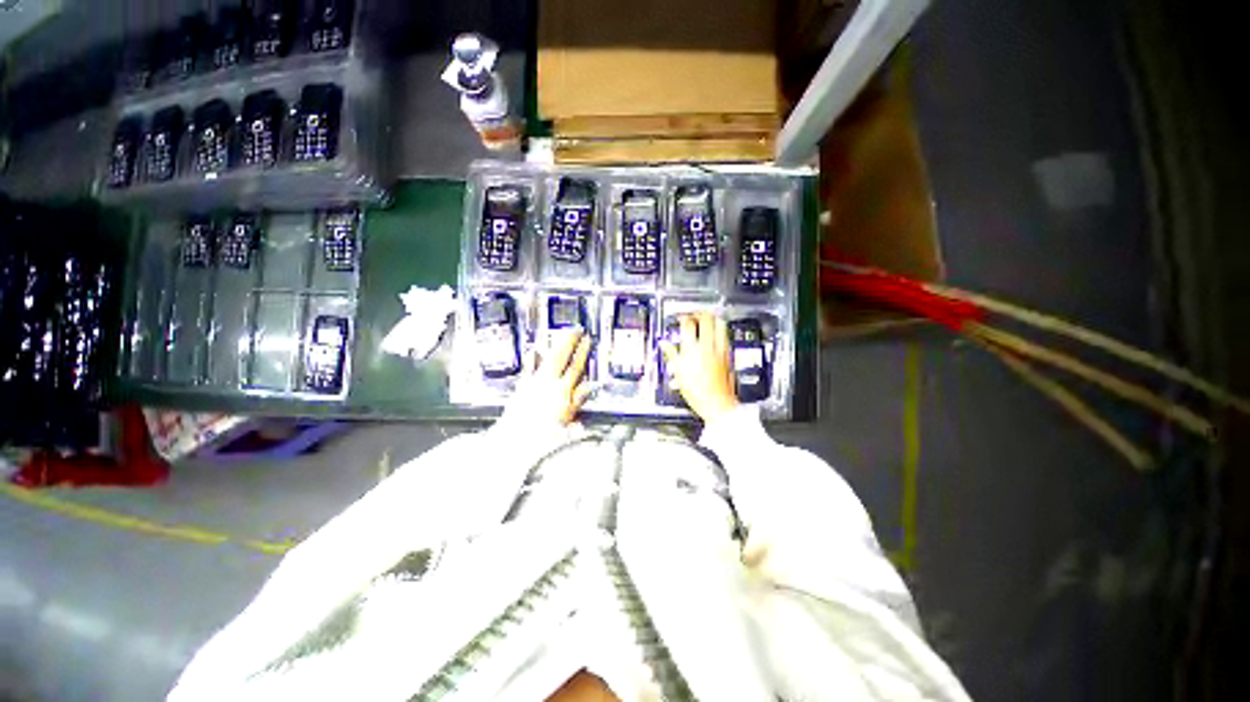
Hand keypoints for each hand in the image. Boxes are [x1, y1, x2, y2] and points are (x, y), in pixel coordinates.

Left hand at [505, 329, 593, 426]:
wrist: (515, 441)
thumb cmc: (543, 435)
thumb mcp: (567, 419)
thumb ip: (577, 400)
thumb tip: (587, 386)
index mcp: (562, 391)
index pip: (575, 367)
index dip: (582, 352)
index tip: (586, 340)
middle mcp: (548, 383)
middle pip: (560, 356)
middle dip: (569, 341)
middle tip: (576, 329)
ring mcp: (534, 383)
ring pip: (546, 358)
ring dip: (554, 345)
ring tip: (559, 335)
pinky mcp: (522, 387)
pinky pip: (528, 368)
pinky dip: (531, 358)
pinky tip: (532, 351)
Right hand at [660, 312, 738, 422]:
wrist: (717, 404)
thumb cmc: (697, 393)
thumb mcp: (679, 374)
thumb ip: (672, 355)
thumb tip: (665, 344)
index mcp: (692, 351)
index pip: (688, 325)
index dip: (683, 318)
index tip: (681, 318)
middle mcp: (707, 347)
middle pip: (706, 319)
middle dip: (700, 313)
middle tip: (695, 314)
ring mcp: (720, 350)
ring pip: (720, 324)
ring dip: (713, 319)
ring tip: (708, 319)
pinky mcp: (728, 355)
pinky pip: (725, 336)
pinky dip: (720, 330)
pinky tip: (716, 334)